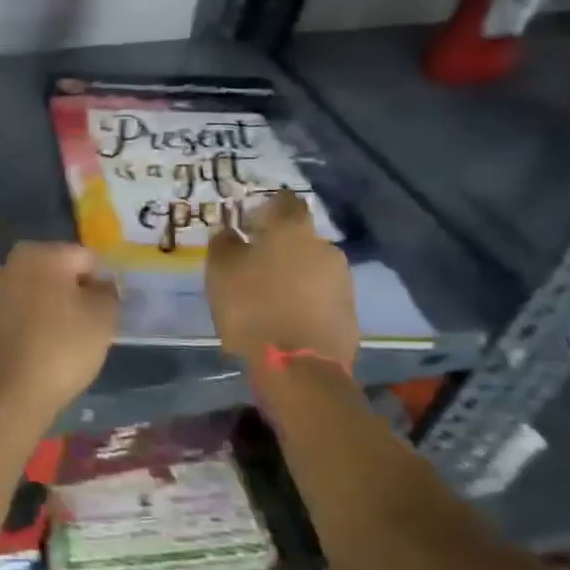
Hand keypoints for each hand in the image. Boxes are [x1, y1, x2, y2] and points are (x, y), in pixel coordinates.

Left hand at [0, 242, 117, 416]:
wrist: (8, 393)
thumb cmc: (62, 347)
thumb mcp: (102, 318)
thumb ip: (107, 292)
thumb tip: (100, 285)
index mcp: (42, 253)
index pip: (86, 258)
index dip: (101, 284)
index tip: (106, 312)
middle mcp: (13, 262)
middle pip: (59, 272)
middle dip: (75, 293)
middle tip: (90, 325)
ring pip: (39, 292)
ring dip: (54, 308)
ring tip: (68, 340)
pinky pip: (21, 312)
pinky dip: (34, 323)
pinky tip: (44, 348)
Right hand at [206, 188, 358, 369]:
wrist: (299, 367)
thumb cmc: (252, 307)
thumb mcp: (220, 271)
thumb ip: (223, 243)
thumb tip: (230, 232)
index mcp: (293, 230)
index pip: (285, 202)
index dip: (267, 208)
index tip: (249, 222)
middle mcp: (324, 248)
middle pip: (300, 238)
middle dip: (279, 247)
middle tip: (252, 265)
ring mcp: (342, 281)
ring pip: (311, 268)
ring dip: (292, 275)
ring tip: (267, 296)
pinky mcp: (349, 313)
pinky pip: (320, 296)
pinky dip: (303, 300)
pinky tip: (283, 317)